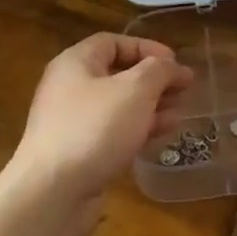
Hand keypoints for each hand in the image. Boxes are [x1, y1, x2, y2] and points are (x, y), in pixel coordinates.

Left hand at [6, 32, 192, 234]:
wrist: (52, 193)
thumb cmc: (95, 128)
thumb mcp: (136, 89)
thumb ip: (159, 70)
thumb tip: (173, 67)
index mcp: (76, 63)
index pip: (114, 42)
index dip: (147, 48)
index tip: (175, 63)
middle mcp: (70, 88)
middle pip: (118, 74)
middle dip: (154, 80)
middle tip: (183, 90)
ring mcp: (72, 123)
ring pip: (119, 105)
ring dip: (151, 106)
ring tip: (179, 113)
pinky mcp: (79, 152)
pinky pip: (113, 132)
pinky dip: (138, 129)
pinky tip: (161, 135)